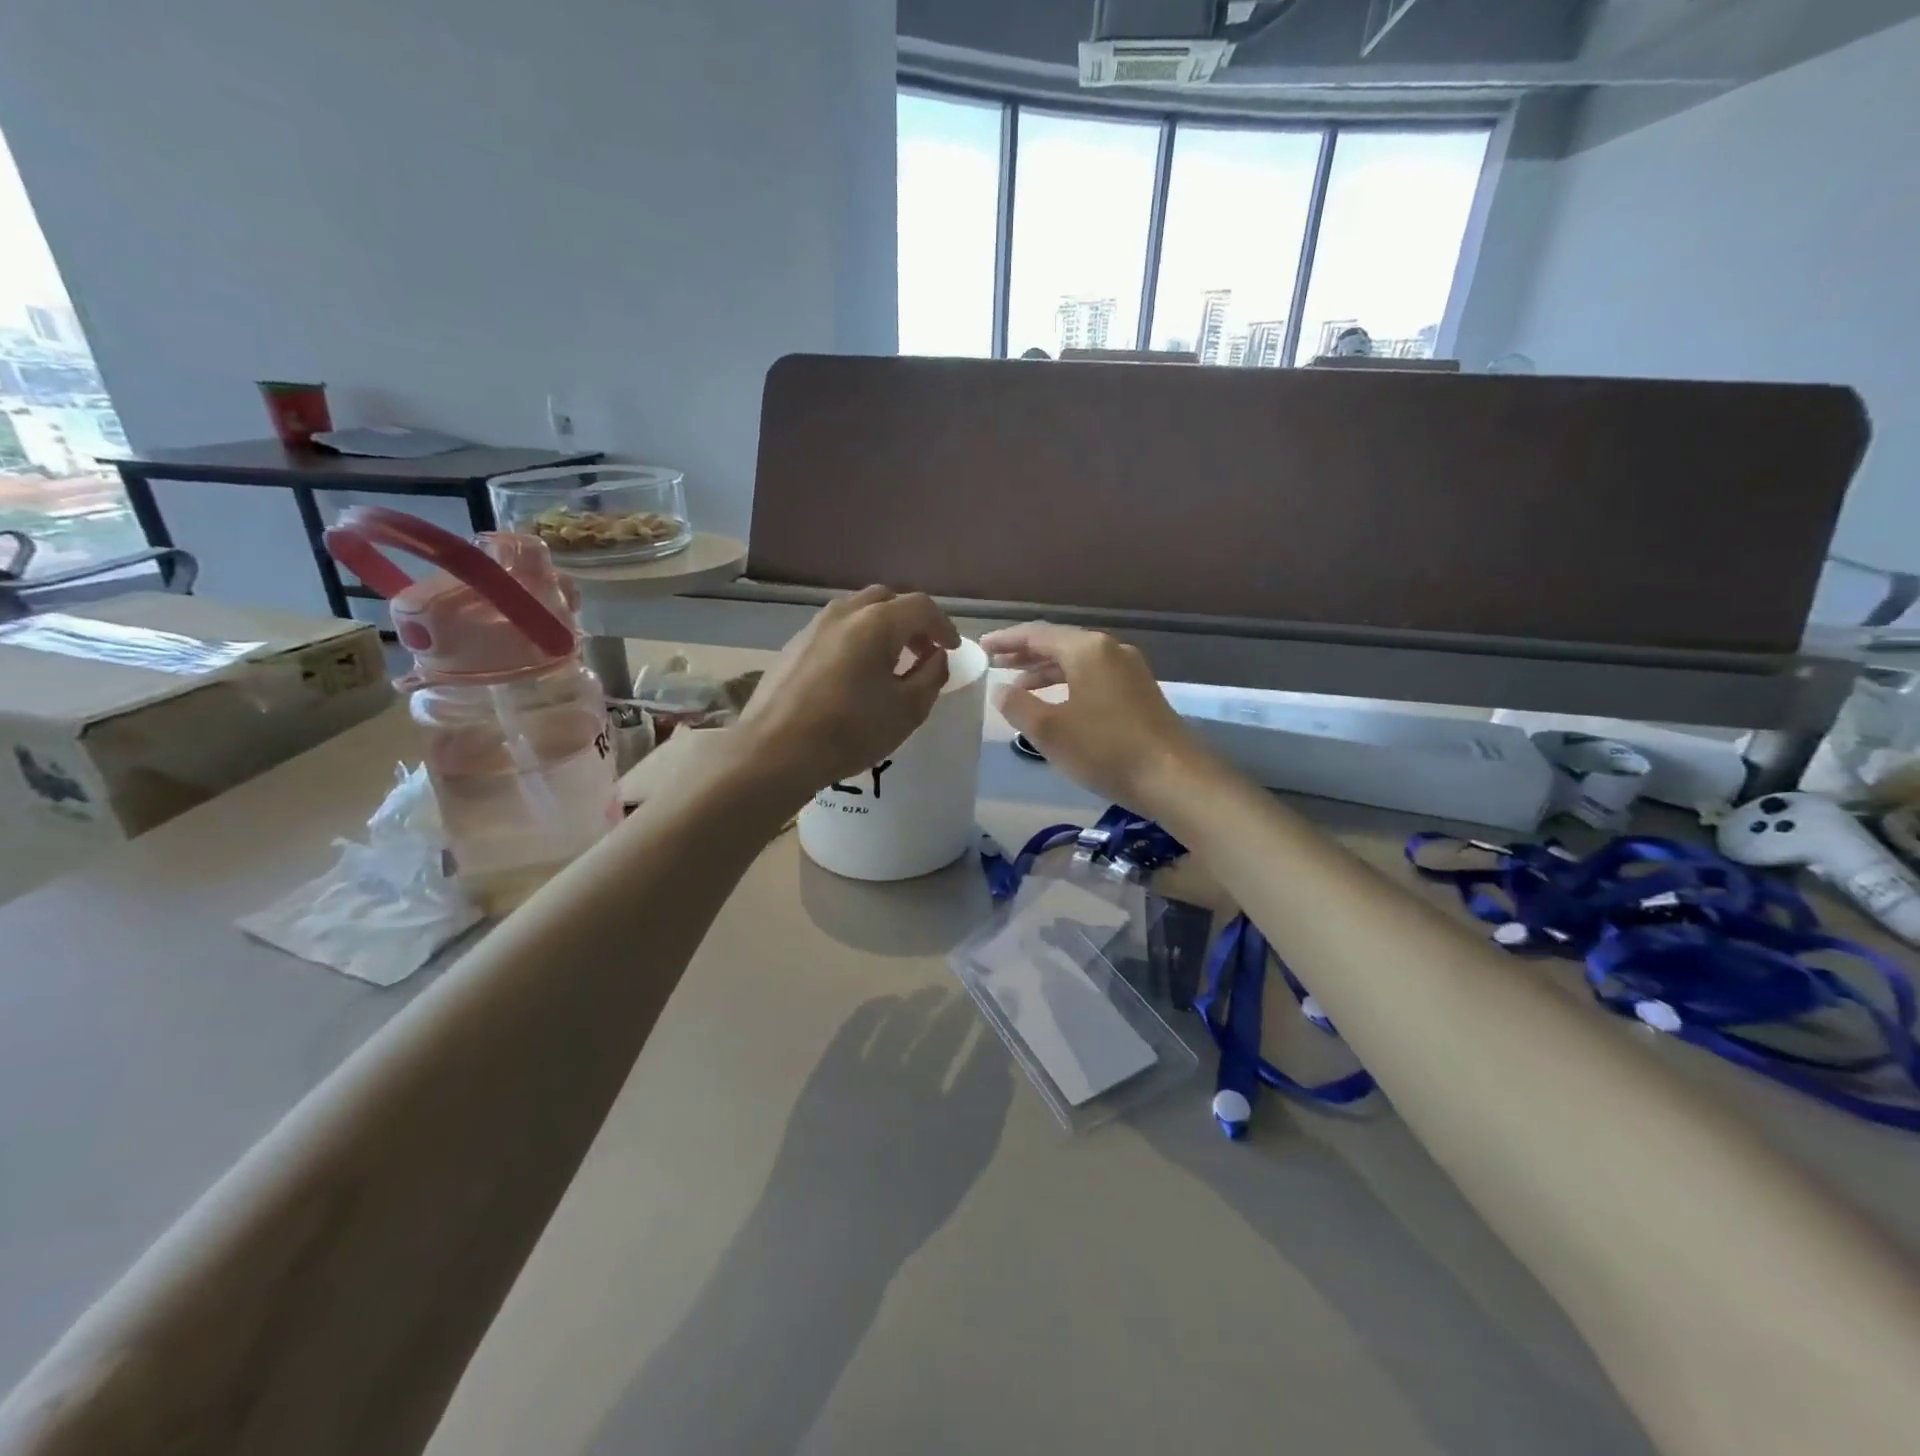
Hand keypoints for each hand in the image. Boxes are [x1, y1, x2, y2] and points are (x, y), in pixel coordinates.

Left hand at [739, 586, 959, 801]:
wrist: (775, 751)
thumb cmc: (850, 731)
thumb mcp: (908, 709)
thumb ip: (931, 676)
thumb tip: (936, 656)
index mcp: (876, 622)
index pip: (921, 606)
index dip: (943, 625)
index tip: (951, 649)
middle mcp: (843, 613)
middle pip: (886, 600)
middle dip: (911, 621)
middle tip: (922, 652)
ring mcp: (813, 627)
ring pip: (857, 612)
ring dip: (881, 629)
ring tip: (890, 663)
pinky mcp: (793, 646)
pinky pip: (835, 631)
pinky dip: (855, 640)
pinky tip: (855, 675)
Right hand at [982, 622, 1209, 812]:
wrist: (1173, 777)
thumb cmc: (1105, 749)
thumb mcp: (1050, 730)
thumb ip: (1018, 705)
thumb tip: (1000, 689)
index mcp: (1087, 649)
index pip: (1037, 634)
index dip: (1007, 640)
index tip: (983, 647)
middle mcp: (1110, 650)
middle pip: (1060, 644)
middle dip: (1026, 654)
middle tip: (996, 663)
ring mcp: (1130, 671)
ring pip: (1078, 662)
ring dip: (1046, 671)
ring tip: (1019, 687)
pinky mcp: (1140, 693)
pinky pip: (1094, 677)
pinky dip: (1068, 684)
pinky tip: (1057, 704)